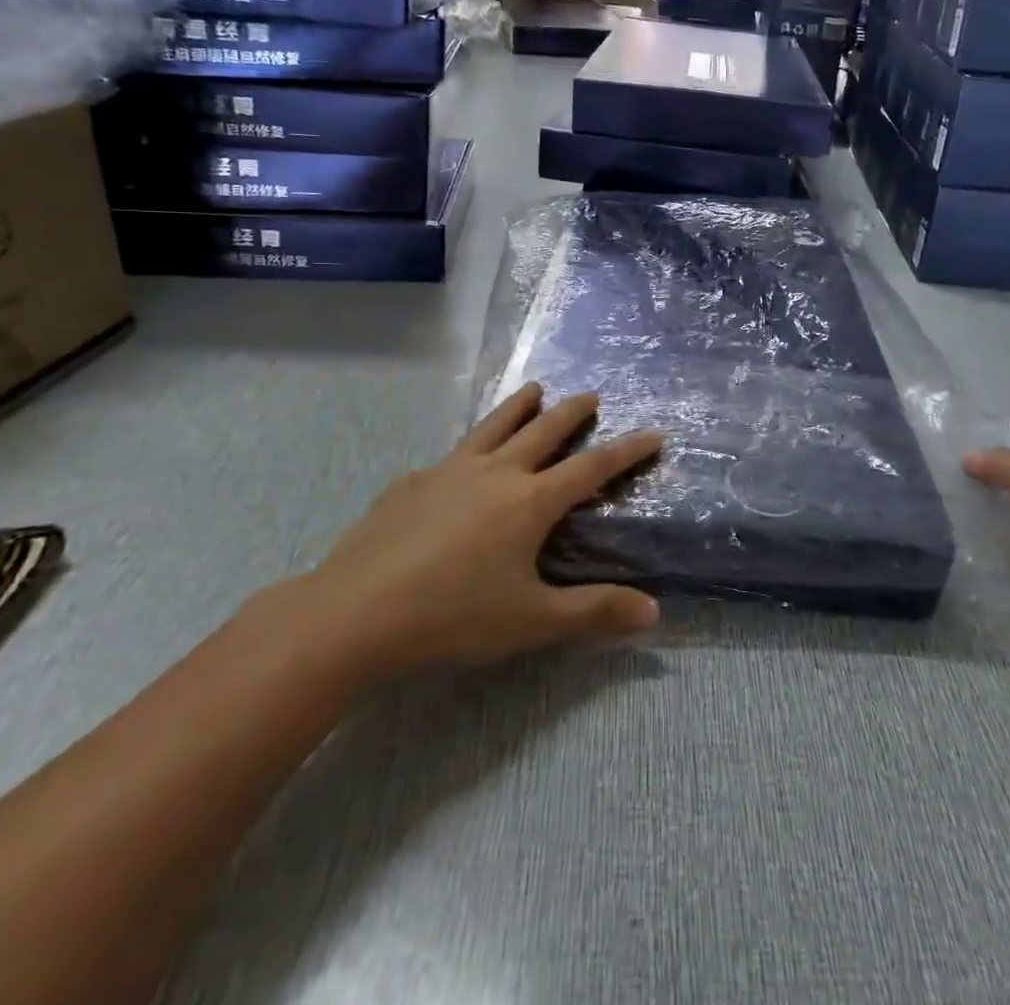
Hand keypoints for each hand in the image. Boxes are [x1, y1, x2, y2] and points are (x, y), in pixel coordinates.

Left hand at [305, 384, 662, 670]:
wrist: (355, 612)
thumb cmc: (454, 616)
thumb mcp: (532, 621)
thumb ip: (594, 613)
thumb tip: (653, 613)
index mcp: (530, 501)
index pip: (592, 466)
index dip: (627, 450)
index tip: (654, 432)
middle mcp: (495, 472)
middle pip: (543, 429)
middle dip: (572, 411)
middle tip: (590, 396)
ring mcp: (448, 471)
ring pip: (493, 426)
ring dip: (519, 405)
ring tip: (533, 389)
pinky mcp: (410, 482)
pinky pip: (450, 456)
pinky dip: (469, 449)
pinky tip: (457, 465)